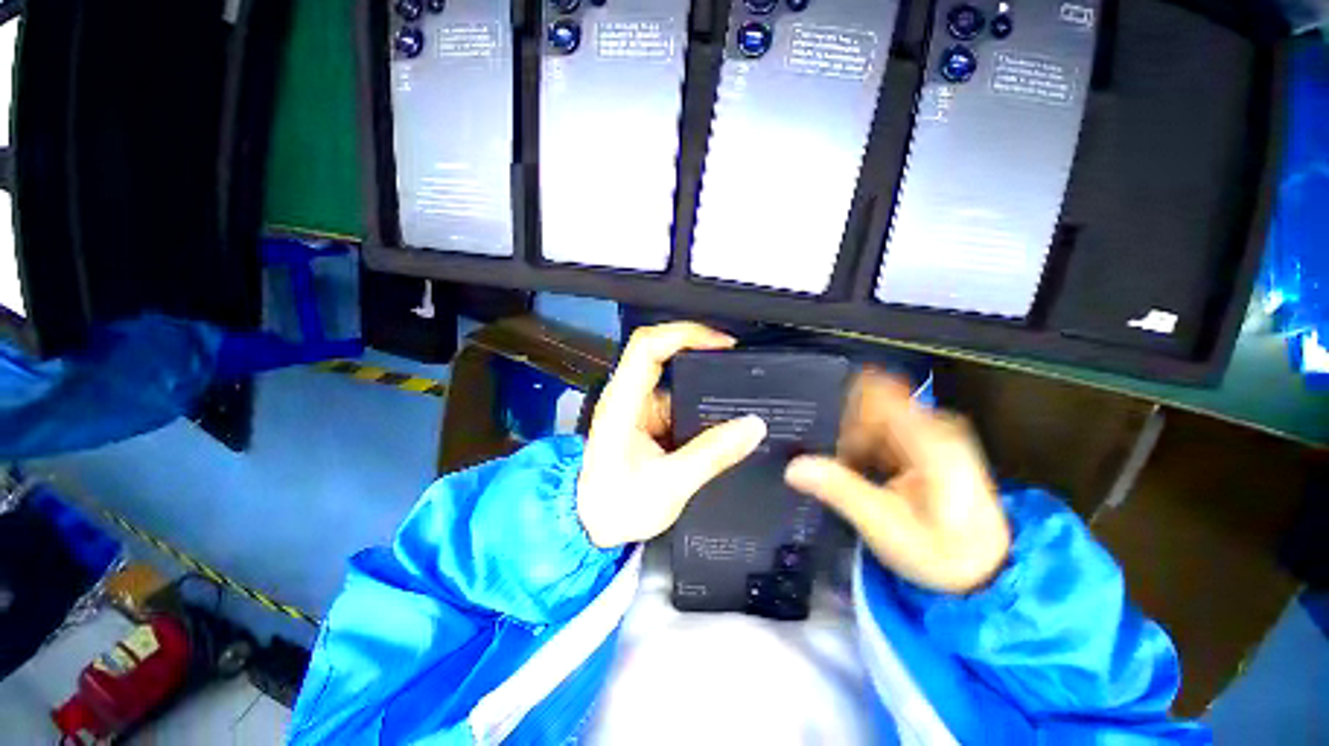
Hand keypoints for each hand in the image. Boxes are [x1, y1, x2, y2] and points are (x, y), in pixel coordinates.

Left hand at [577, 323, 767, 548]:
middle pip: (664, 354)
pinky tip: (723, 418)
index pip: (648, 345)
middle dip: (703, 354)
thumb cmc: (617, 506)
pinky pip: (678, 400)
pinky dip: (701, 405)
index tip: (722, 343)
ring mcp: (638, 406)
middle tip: (741, 366)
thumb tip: (753, 426)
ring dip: (705, 384)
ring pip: (675, 379)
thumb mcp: (669, 484)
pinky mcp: (647, 420)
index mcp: (622, 402)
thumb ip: (712, 454)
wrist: (589, 525)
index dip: (684, 333)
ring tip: (740, 394)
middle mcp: (628, 395)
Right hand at [784, 369, 1009, 593]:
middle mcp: (932, 425)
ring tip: (850, 474)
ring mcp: (931, 431)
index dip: (843, 409)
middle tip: (836, 466)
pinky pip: (881, 429)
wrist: (985, 569)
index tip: (827, 436)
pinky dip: (864, 445)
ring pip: (872, 416)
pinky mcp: (926, 441)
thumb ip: (840, 491)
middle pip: (869, 405)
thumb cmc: (941, 552)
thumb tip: (794, 467)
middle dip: (845, 430)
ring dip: (852, 440)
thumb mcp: (885, 527)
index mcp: (929, 439)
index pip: (876, 394)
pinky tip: (864, 472)